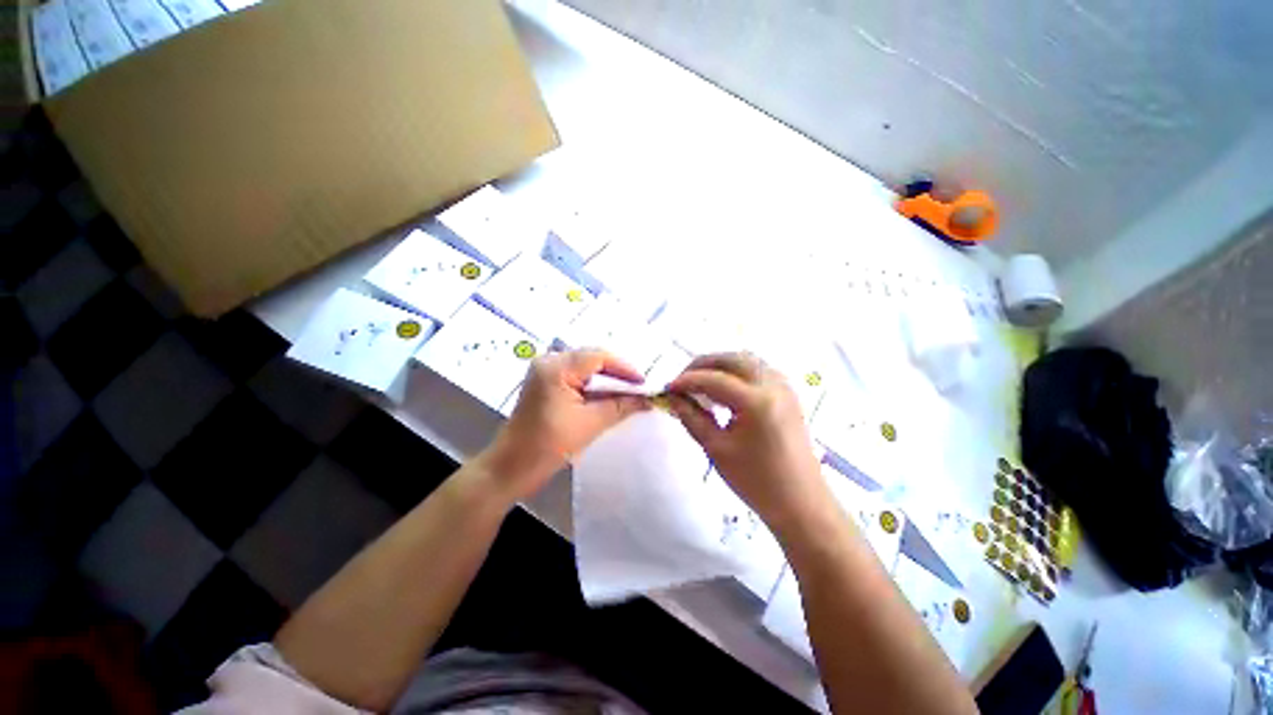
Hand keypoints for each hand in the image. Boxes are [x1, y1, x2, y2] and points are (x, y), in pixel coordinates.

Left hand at [481, 349, 649, 501]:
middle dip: (617, 373)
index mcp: (556, 367)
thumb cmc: (548, 446)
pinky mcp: (545, 383)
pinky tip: (608, 395)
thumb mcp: (590, 424)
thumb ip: (620, 406)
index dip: (625, 368)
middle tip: (639, 388)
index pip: (599, 357)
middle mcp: (549, 361)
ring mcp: (544, 371)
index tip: (644, 384)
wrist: (511, 468)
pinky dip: (593, 385)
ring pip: (585, 367)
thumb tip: (646, 399)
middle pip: (592, 359)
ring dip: (606, 379)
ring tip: (628, 392)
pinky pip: (576, 376)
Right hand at [667, 353, 827, 533]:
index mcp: (756, 401)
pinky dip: (736, 371)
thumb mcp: (717, 449)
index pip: (713, 379)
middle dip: (703, 364)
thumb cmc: (756, 481)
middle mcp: (773, 384)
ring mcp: (784, 386)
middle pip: (732, 359)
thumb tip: (673, 397)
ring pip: (746, 360)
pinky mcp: (788, 393)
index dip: (687, 380)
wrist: (801, 503)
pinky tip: (724, 388)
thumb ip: (692, 417)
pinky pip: (758, 370)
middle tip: (682, 380)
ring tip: (700, 382)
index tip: (667, 387)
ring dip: (720, 365)